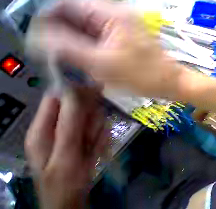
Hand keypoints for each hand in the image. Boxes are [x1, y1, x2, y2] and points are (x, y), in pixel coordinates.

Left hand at [25, 89, 108, 208]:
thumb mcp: (65, 154)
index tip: (97, 94)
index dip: (77, 93)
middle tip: (91, 135)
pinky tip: (95, 150)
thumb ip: (69, 123)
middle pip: (77, 108)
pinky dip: (100, 139)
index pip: (57, 97)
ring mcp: (68, 134)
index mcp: (42, 128)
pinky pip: (96, 131)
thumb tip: (75, 91)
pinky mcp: (80, 140)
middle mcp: (54, 127)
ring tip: (92, 147)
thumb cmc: (64, 182)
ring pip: (90, 119)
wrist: (71, 200)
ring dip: (96, 131)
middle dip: (90, 119)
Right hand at [27, 0, 182, 98]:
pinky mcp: (125, 40)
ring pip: (85, 29)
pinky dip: (85, 49)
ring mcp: (122, 28)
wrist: (171, 82)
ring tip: (63, 62)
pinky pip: (97, 39)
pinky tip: (81, 62)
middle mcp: (116, 15)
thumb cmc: (146, 75)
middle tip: (49, 56)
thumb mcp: (101, 63)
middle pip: (75, 16)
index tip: (35, 40)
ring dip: (71, 43)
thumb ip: (65, 47)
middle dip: (59, 34)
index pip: (66, 3)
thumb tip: (35, 35)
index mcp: (112, 13)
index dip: (47, 18)